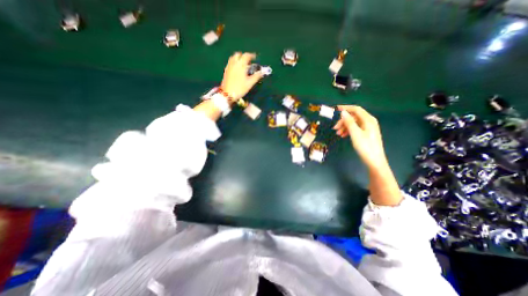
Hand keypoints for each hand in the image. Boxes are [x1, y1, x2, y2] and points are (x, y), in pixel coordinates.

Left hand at [222, 54, 263, 101]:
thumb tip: (262, 72)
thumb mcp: (250, 83)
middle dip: (244, 56)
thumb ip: (256, 76)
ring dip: (238, 58)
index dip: (251, 55)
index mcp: (241, 65)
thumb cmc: (240, 88)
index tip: (255, 57)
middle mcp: (234, 63)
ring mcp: (229, 67)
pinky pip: (230, 63)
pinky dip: (234, 62)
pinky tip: (237, 69)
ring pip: (233, 58)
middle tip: (248, 61)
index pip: (246, 56)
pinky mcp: (226, 71)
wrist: (227, 94)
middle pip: (238, 54)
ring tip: (242, 64)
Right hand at [334, 105, 386, 169]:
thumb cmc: (365, 146)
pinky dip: (348, 130)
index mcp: (368, 120)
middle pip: (354, 117)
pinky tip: (343, 135)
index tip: (336, 109)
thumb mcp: (355, 133)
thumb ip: (349, 122)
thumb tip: (343, 112)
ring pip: (354, 123)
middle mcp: (369, 122)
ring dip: (345, 126)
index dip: (346, 108)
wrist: (374, 160)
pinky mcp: (366, 133)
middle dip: (343, 121)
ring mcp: (368, 128)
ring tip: (338, 133)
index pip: (356, 109)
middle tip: (335, 128)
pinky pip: (355, 128)